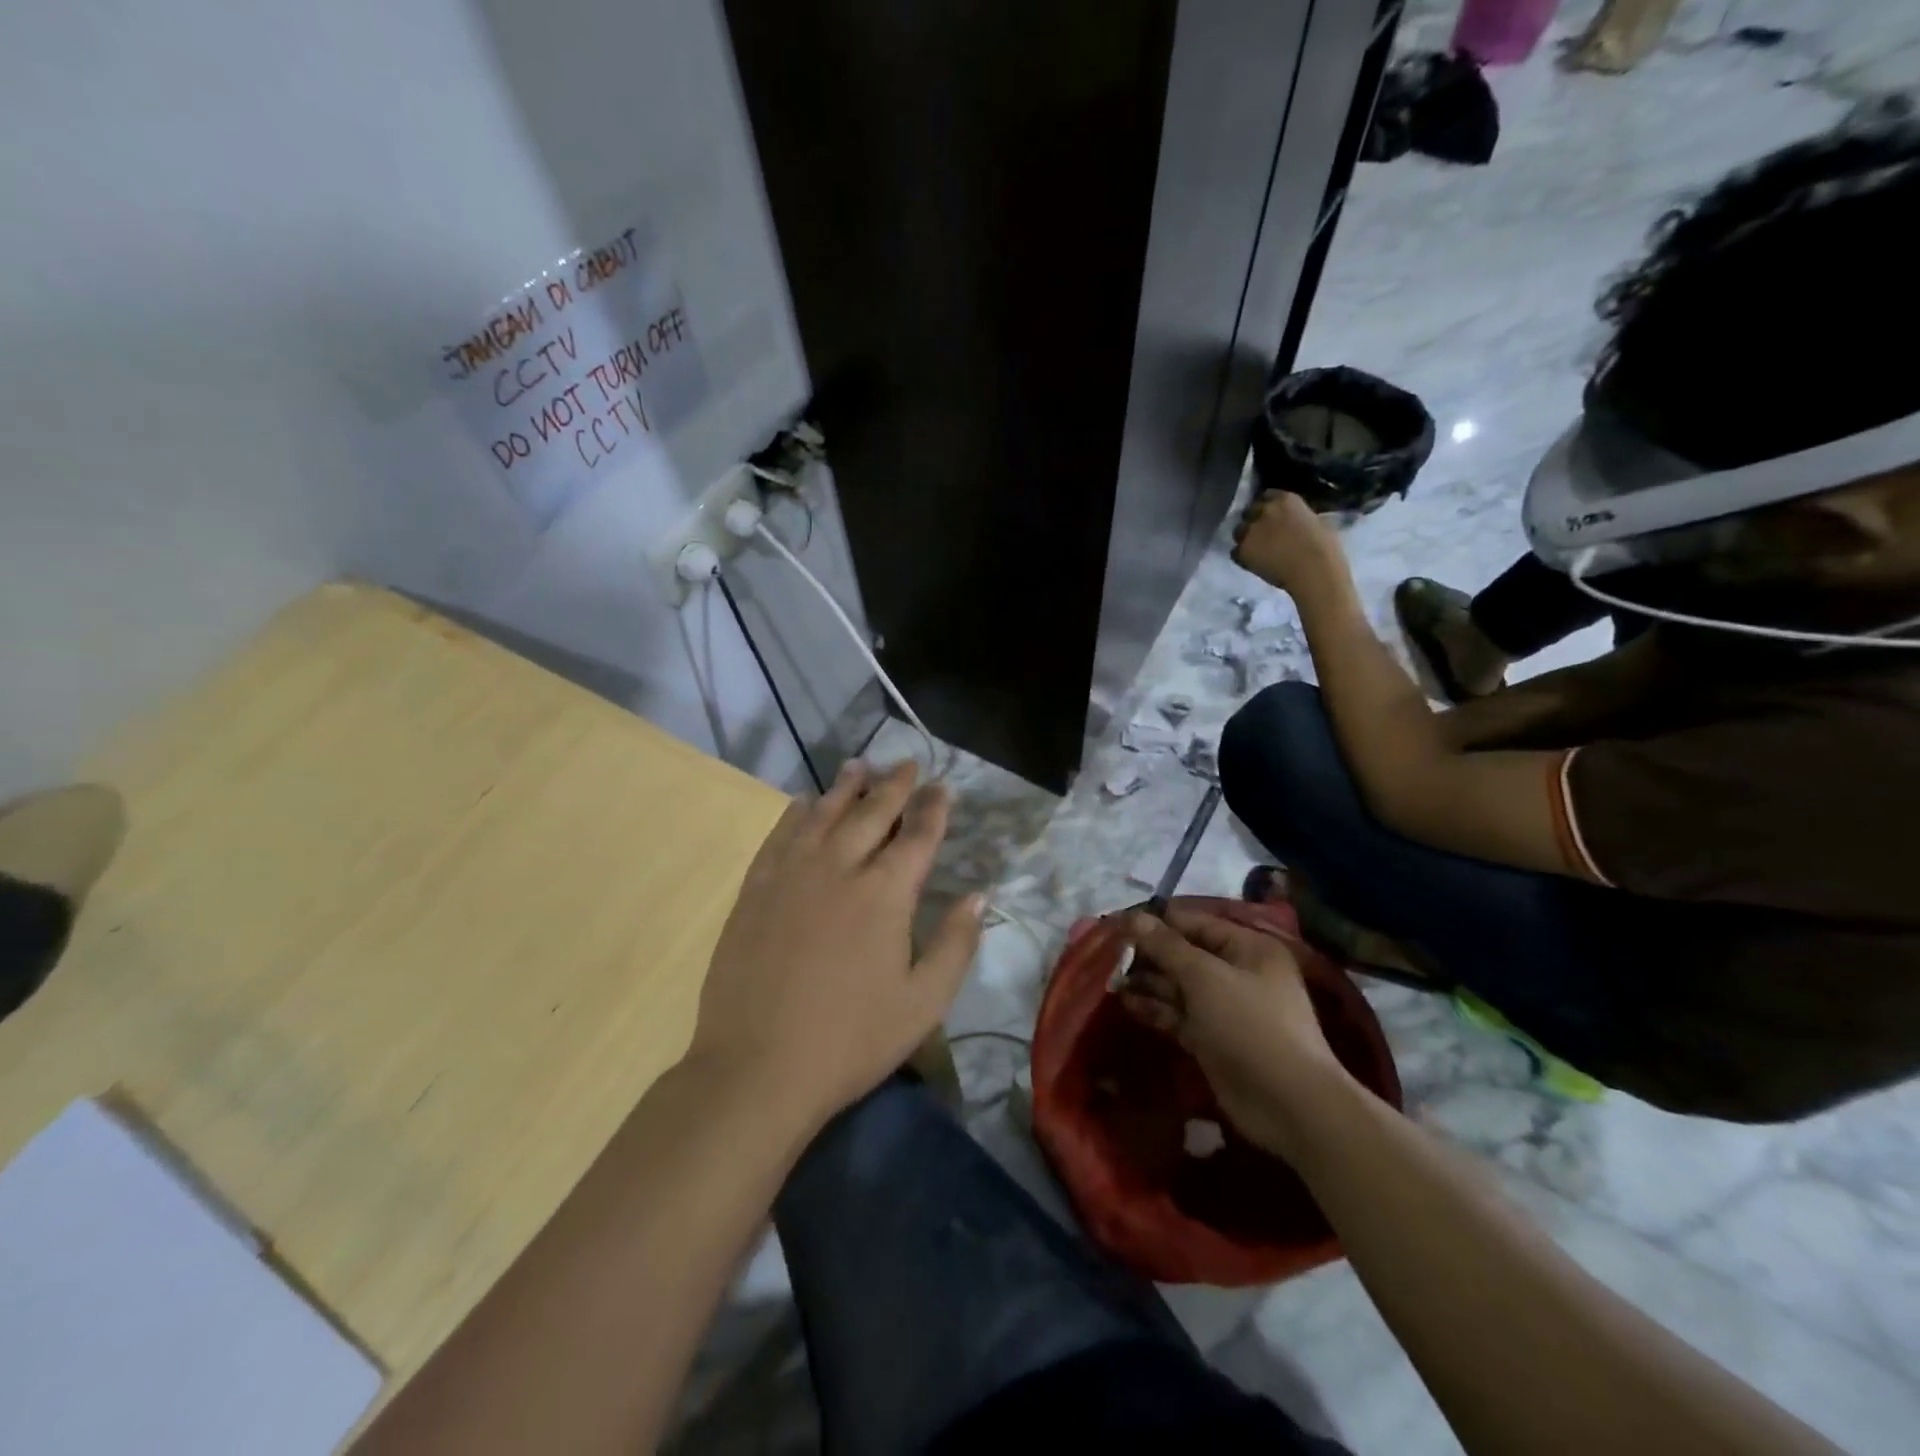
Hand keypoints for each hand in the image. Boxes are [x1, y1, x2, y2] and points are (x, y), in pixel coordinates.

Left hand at [688, 760, 982, 1129]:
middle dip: (893, 785)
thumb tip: (979, 895)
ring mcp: (792, 874)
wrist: (758, 1067)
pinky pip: (779, 836)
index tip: (942, 786)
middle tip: (905, 763)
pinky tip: (802, 802)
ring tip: (858, 766)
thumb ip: (957, 943)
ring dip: (844, 787)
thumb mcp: (923, 1002)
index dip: (933, 808)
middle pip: (871, 812)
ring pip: (823, 814)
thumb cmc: (852, 1039)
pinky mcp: (756, 890)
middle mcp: (840, 867)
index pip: (917, 835)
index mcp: (886, 893)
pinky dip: (794, 814)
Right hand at [1117, 905, 1355, 1158]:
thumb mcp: (1205, 977)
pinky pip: (1179, 1015)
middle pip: (1185, 954)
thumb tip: (1132, 917)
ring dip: (1148, 982)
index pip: (1194, 923)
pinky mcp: (1213, 1039)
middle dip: (1148, 953)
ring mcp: (1226, 1008)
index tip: (1117, 924)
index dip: (1156, 922)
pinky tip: (1126, 1003)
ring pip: (1179, 986)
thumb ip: (1166, 946)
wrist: (1289, 1105)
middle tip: (1108, 954)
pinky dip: (1156, 1008)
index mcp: (1247, 947)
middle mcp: (1238, 972)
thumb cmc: (1250, 1025)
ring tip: (1111, 979)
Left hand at [1231, 490, 1344, 593]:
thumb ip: (1296, 515)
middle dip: (1253, 521)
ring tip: (1256, 550)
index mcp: (1285, 499)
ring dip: (1245, 538)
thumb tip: (1290, 520)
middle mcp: (1264, 510)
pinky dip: (1242, 557)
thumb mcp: (1314, 520)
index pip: (1266, 496)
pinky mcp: (1242, 549)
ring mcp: (1250, 530)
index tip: (1269, 517)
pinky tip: (1254, 563)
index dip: (1266, 507)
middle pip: (1249, 512)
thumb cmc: (1324, 547)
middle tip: (1261, 535)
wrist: (1313, 570)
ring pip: (1239, 531)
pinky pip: (1235, 552)